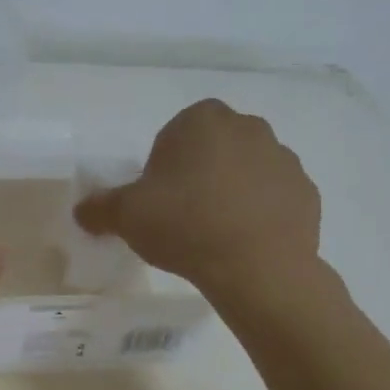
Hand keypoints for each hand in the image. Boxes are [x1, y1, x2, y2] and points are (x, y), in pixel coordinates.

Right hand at [75, 99, 325, 305]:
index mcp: (202, 120)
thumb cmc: (185, 226)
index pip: (175, 132)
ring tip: (215, 232)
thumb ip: (99, 208)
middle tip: (182, 213)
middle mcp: (247, 127)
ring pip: (246, 169)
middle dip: (200, 172)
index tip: (158, 197)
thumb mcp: (126, 216)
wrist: (259, 269)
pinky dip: (261, 212)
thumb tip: (82, 211)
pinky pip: (274, 196)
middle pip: (213, 147)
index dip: (163, 165)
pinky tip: (245, 241)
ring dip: (232, 190)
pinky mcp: (308, 192)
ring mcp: (284, 158)